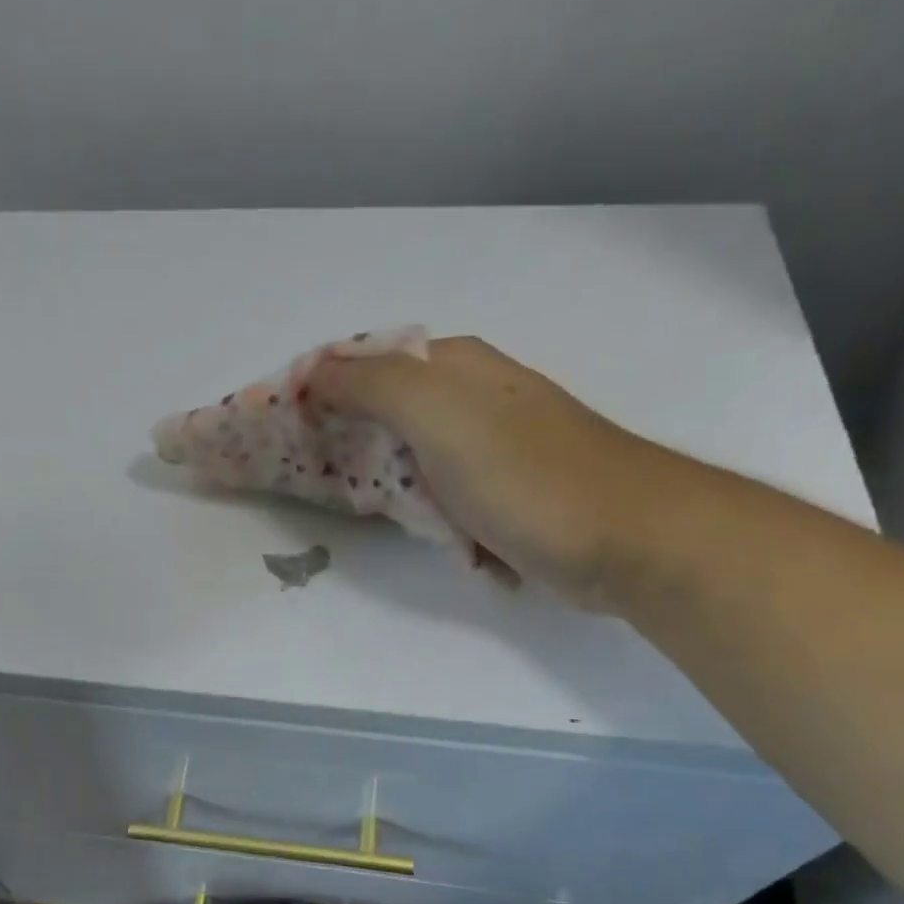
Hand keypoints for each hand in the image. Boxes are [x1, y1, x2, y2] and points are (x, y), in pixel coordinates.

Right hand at [305, 336, 688, 608]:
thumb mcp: (441, 415)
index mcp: (454, 367)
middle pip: (379, 412)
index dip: (316, 391)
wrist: (625, 540)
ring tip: (363, 512)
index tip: (278, 432)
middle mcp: (468, 398)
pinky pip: (436, 499)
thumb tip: (310, 373)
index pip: (363, 363)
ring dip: (380, 486)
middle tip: (306, 478)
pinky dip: (422, 517)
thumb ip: (372, 386)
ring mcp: (484, 449)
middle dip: (340, 442)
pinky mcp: (496, 496)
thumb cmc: (528, 474)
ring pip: (405, 460)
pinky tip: (425, 536)